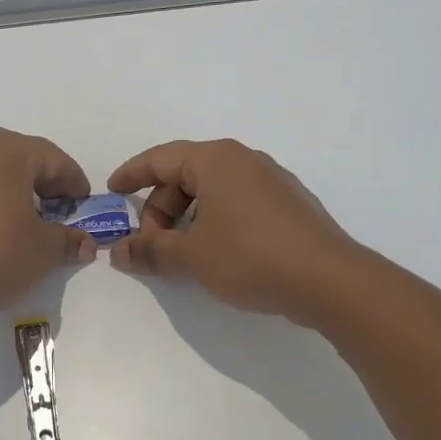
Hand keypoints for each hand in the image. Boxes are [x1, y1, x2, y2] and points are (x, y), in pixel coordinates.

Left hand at [0, 129, 95, 328]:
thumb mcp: (43, 251)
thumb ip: (69, 241)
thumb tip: (85, 243)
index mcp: (9, 150)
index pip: (54, 159)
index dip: (75, 184)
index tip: (84, 208)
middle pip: (23, 159)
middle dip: (45, 186)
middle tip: (59, 215)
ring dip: (16, 193)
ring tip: (27, 225)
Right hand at [107, 138, 359, 324]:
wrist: (330, 281)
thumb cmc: (250, 257)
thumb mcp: (191, 256)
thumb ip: (150, 250)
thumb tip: (116, 251)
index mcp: (216, 160)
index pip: (161, 158)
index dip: (132, 174)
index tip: (111, 192)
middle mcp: (244, 161)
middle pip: (186, 175)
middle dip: (161, 208)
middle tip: (151, 244)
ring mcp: (271, 181)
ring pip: (213, 191)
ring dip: (187, 218)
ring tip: (182, 254)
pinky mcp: (289, 205)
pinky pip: (237, 203)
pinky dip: (215, 221)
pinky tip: (216, 254)